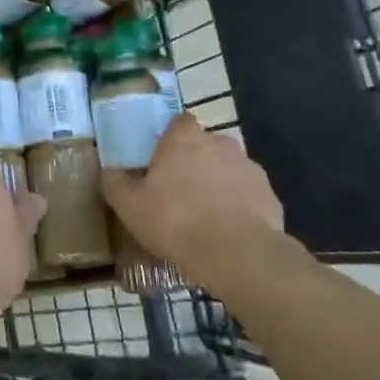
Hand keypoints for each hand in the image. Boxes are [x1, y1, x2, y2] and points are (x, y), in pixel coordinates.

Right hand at [100, 115, 283, 294]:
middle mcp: (219, 142)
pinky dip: (240, 208)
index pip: (178, 122)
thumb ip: (115, 184)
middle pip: (204, 146)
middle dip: (195, 164)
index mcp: (184, 138)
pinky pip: (248, 196)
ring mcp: (249, 168)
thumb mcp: (130, 206)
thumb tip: (108, 172)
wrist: (238, 256)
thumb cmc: (177, 221)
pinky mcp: (270, 196)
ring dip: (218, 186)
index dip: (170, 140)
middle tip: (180, 193)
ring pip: (228, 171)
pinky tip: (229, 234)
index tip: (161, 162)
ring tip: (206, 219)